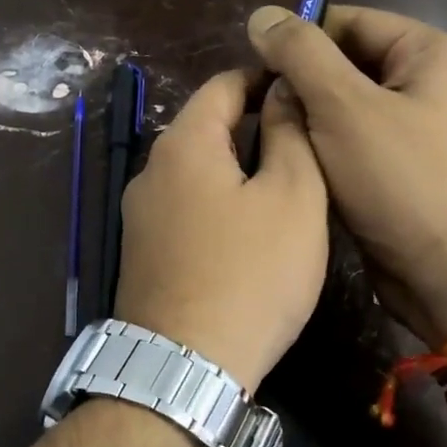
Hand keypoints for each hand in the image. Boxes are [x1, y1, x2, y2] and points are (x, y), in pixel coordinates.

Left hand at [114, 69, 327, 393]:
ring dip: (237, 169)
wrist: (185, 367)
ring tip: (285, 187)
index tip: (305, 91)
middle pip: (206, 129)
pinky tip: (248, 231)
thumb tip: (284, 91)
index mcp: (183, 144)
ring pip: (197, 172)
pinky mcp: (143, 254)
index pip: (223, 85)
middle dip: (254, 126)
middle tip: (306, 145)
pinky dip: (218, 204)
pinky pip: (186, 209)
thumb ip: (290, 134)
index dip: (266, 79)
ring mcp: (140, 216)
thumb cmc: (252, 274)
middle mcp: (150, 171)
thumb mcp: (293, 197)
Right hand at [247, 4, 446, 347]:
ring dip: (312, 121)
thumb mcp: (343, 107)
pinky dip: (328, 150)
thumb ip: (301, 54)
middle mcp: (434, 85)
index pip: (352, 21)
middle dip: (304, 85)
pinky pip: (358, 143)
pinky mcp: (408, 171)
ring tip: (275, 139)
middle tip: (263, 110)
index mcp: (433, 54)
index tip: (258, 68)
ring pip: (349, 108)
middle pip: (350, 64)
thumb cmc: (400, 182)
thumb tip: (262, 15)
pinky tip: (300, 166)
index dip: (301, 38)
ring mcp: (423, 131)